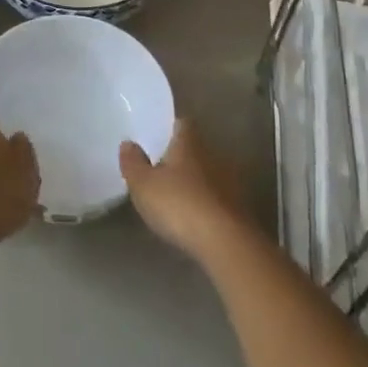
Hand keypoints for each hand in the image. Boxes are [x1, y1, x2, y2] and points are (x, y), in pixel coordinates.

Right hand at [120, 119, 247, 258]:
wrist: (226, 243)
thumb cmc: (180, 205)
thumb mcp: (143, 185)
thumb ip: (133, 163)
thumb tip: (128, 143)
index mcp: (189, 142)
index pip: (181, 123)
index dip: (169, 128)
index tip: (156, 138)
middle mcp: (212, 154)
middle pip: (195, 148)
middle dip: (181, 156)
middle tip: (162, 169)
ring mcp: (230, 180)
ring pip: (209, 172)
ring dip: (196, 181)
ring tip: (177, 195)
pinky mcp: (240, 207)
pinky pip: (218, 197)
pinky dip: (207, 202)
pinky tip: (196, 217)